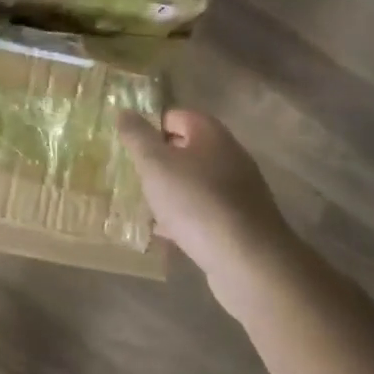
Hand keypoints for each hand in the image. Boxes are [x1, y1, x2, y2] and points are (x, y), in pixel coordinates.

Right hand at [119, 109, 292, 305]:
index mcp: (211, 134)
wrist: (248, 262)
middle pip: (185, 150)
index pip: (175, 116)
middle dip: (157, 162)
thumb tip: (125, 112)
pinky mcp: (239, 222)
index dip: (149, 127)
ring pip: (193, 183)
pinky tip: (163, 234)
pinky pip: (203, 212)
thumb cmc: (196, 202)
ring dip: (168, 192)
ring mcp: (237, 191)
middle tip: (131, 176)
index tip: (128, 148)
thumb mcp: (155, 165)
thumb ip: (137, 137)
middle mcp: (229, 156)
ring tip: (141, 206)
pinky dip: (183, 218)